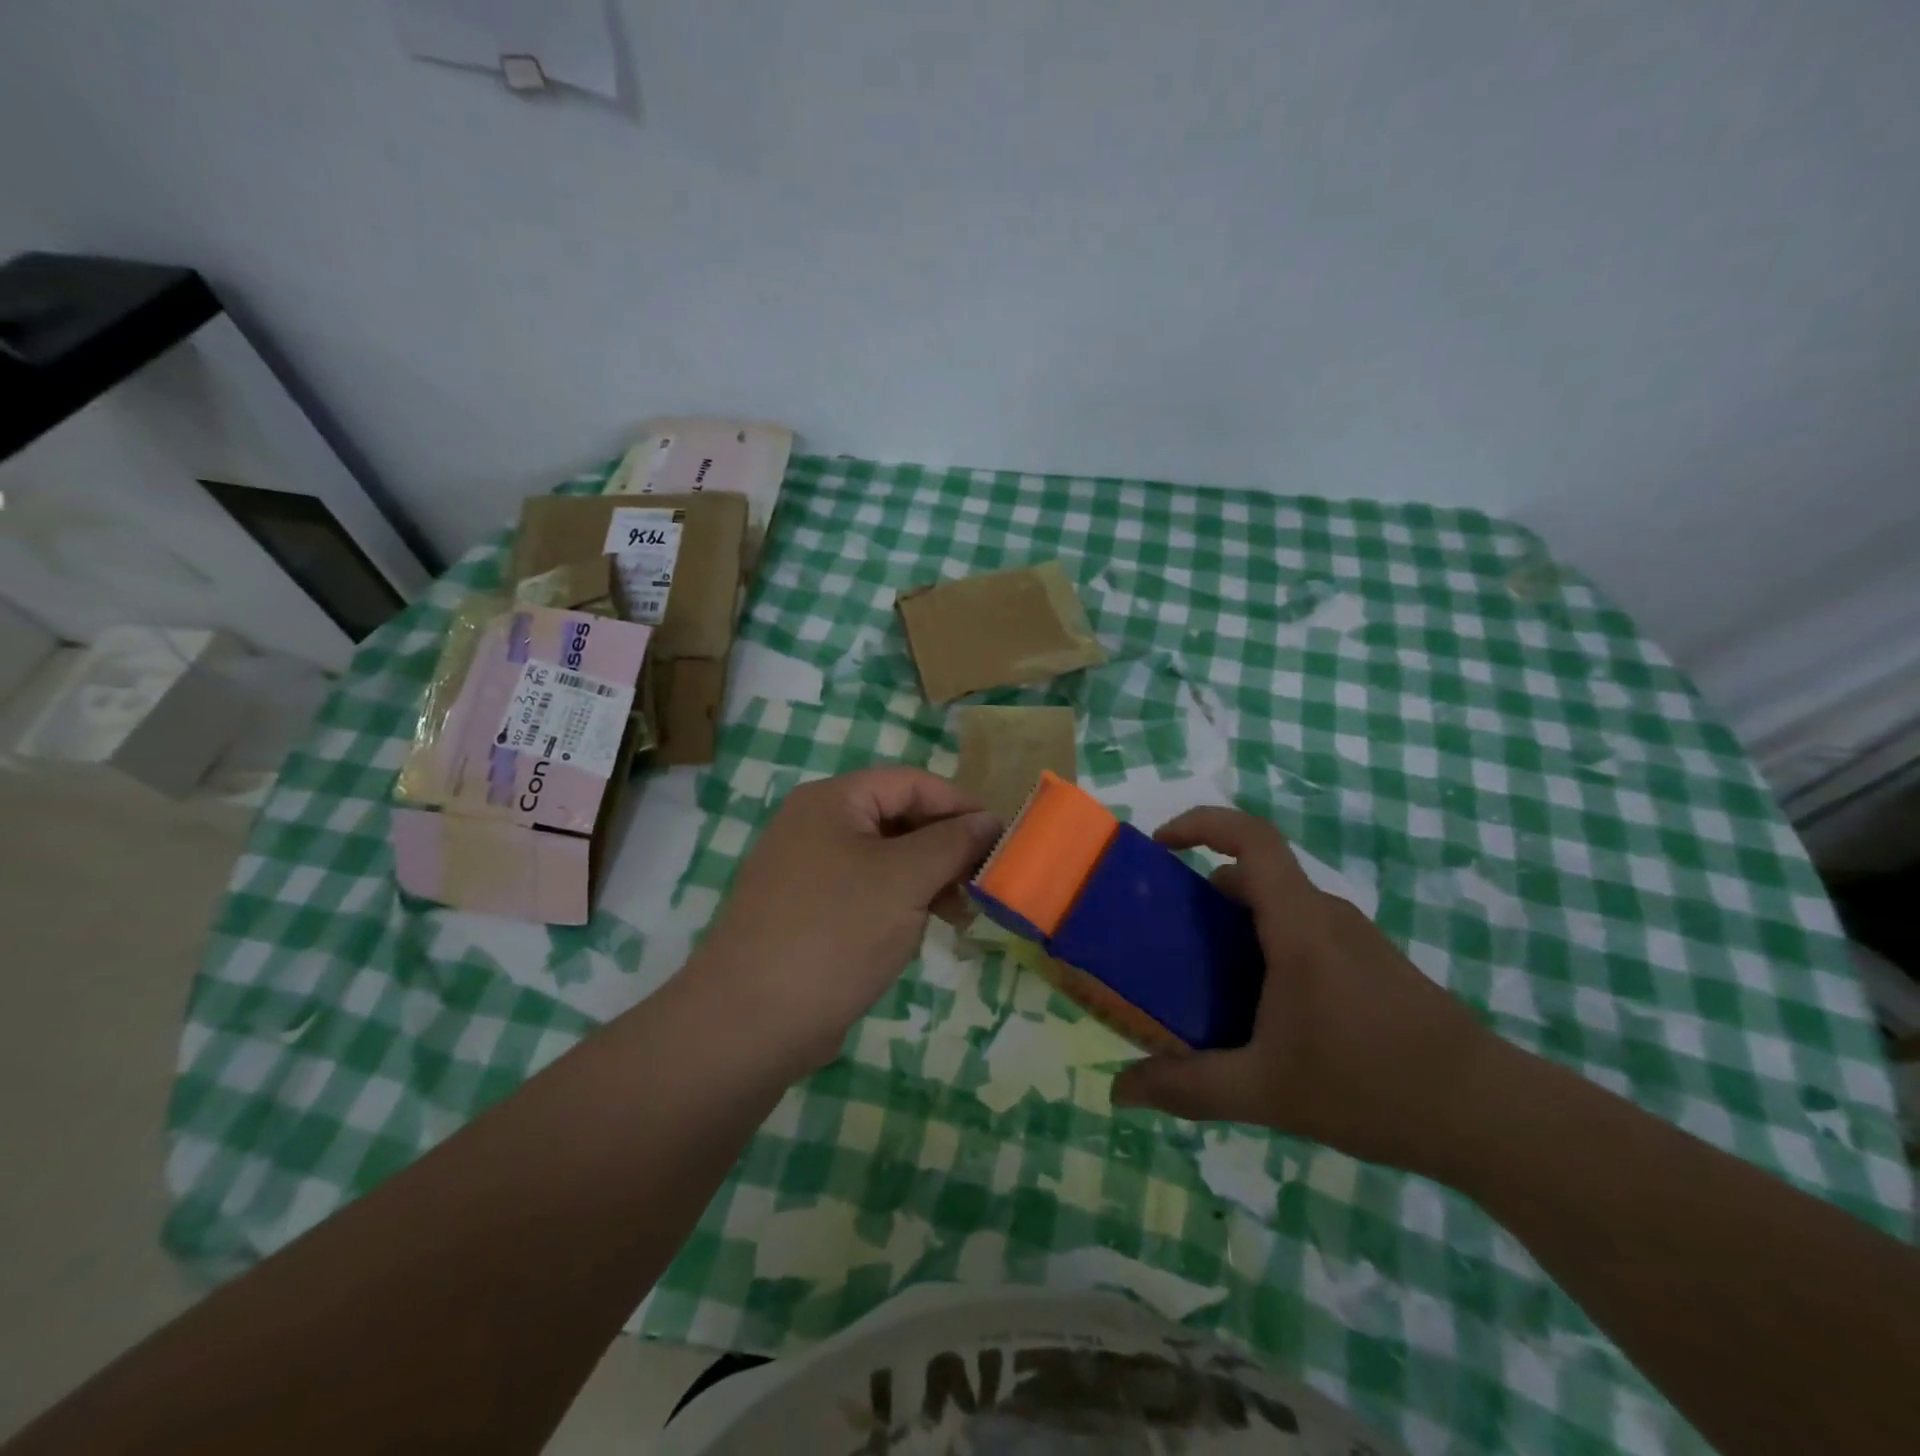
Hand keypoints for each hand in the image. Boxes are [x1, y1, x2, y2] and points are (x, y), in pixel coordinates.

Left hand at [689, 767, 1000, 1072]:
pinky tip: (922, 932)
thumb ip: (952, 843)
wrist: (750, 1023)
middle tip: (983, 883)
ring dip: (928, 880)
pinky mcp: (810, 913)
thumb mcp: (904, 880)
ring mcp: (809, 871)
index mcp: (832, 801)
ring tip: (961, 915)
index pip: (911, 783)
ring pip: (886, 860)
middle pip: (898, 819)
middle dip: (945, 848)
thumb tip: (990, 821)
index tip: (1002, 839)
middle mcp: (816, 826)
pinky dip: (901, 904)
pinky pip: (868, 892)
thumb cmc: (834, 933)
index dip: (960, 806)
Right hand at [1110, 806, 1501, 1173]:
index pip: (1251, 837)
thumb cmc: (1371, 1086)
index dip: (1201, 824)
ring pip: (1277, 907)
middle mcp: (1325, 916)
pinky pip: (1301, 933)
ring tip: (1200, 980)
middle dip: (1200, 893)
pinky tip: (1258, 1011)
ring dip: (1232, 927)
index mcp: (1299, 925)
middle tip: (1162, 936)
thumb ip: (1187, 1087)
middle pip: (1252, 876)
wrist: (1489, 1116)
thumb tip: (1119, 1091)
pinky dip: (1264, 948)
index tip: (1159, 846)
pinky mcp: (1370, 964)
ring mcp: (1353, 938)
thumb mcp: (1265, 1092)